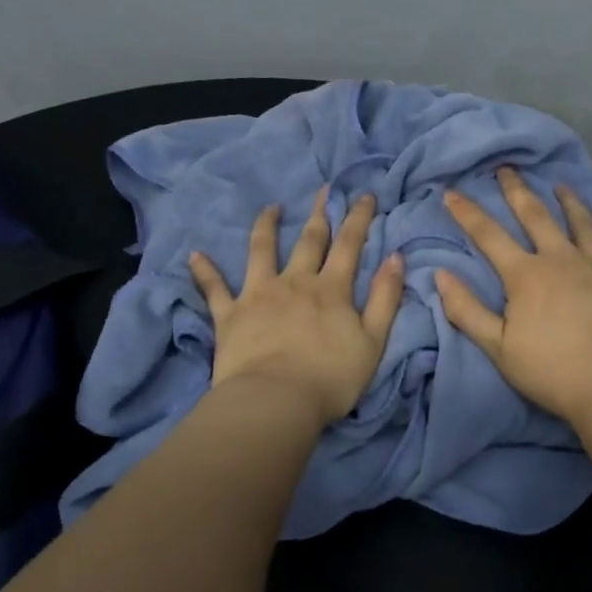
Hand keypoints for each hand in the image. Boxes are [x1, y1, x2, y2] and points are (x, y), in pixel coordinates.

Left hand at [189, 188, 405, 426]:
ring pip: (261, 251)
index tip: (364, 195)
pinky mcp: (229, 314)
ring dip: (266, 227)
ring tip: (269, 208)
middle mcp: (295, 282)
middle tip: (324, 189)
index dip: (359, 219)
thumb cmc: (331, 377)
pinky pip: (214, 288)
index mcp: (331, 290)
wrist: (276, 401)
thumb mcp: (373, 341)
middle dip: (320, 213)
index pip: (350, 246)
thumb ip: (386, 298)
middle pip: (309, 241)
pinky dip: (204, 271)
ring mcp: (259, 294)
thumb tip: (396, 257)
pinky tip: (194, 255)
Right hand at [435, 168, 591, 428]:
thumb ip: (467, 310)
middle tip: (508, 169)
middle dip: (517, 190)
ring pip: (583, 224)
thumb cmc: (550, 370)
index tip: (452, 192)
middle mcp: (562, 259)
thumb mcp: (498, 347)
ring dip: (570, 202)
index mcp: (526, 274)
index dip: (467, 212)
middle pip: (536, 216)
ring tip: (562, 185)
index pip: (489, 235)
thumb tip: (440, 275)